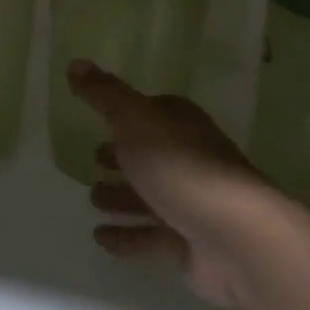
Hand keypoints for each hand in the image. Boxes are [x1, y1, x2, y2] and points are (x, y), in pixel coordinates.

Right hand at [70, 60, 274, 309]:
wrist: (235, 237)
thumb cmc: (181, 167)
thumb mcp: (134, 120)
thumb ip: (104, 94)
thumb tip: (75, 62)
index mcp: (183, 125)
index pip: (155, 112)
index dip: (128, 115)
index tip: (101, 120)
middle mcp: (192, 160)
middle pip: (153, 156)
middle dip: (123, 159)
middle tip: (93, 161)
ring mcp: (195, 205)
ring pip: (151, 198)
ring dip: (122, 198)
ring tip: (93, 200)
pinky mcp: (193, 246)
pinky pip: (152, 238)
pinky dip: (127, 237)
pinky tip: (100, 238)